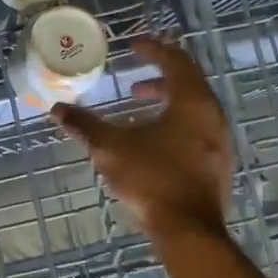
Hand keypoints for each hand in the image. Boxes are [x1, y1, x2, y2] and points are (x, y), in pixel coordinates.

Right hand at [50, 36, 233, 240]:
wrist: (188, 230)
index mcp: (192, 102)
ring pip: (194, 109)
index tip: (133, 47)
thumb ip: (85, 125)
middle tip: (133, 84)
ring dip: (167, 103)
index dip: (154, 50)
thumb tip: (57, 109)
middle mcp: (212, 116)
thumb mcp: (111, 148)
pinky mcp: (217, 165)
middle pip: (189, 84)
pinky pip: (197, 130)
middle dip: (159, 79)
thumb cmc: (151, 179)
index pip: (176, 62)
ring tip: (139, 112)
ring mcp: (219, 143)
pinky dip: (175, 124)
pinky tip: (152, 143)